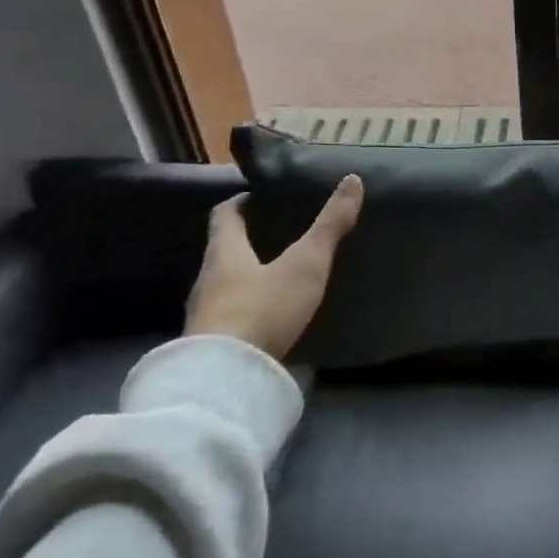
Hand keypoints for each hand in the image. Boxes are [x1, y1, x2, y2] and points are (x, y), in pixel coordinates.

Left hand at [184, 177, 363, 359]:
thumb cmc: (264, 308)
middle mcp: (208, 277)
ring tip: (281, 273)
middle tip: (280, 233)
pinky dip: (249, 307)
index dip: (241, 202)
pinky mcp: (212, 343)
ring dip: (248, 275)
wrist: (225, 378)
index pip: (225, 215)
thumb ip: (330, 225)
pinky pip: (231, 313)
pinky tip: (271, 315)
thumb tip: (353, 179)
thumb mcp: (306, 264)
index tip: (259, 196)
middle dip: (248, 240)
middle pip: (224, 249)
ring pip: (226, 283)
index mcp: (225, 251)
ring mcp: (206, 313)